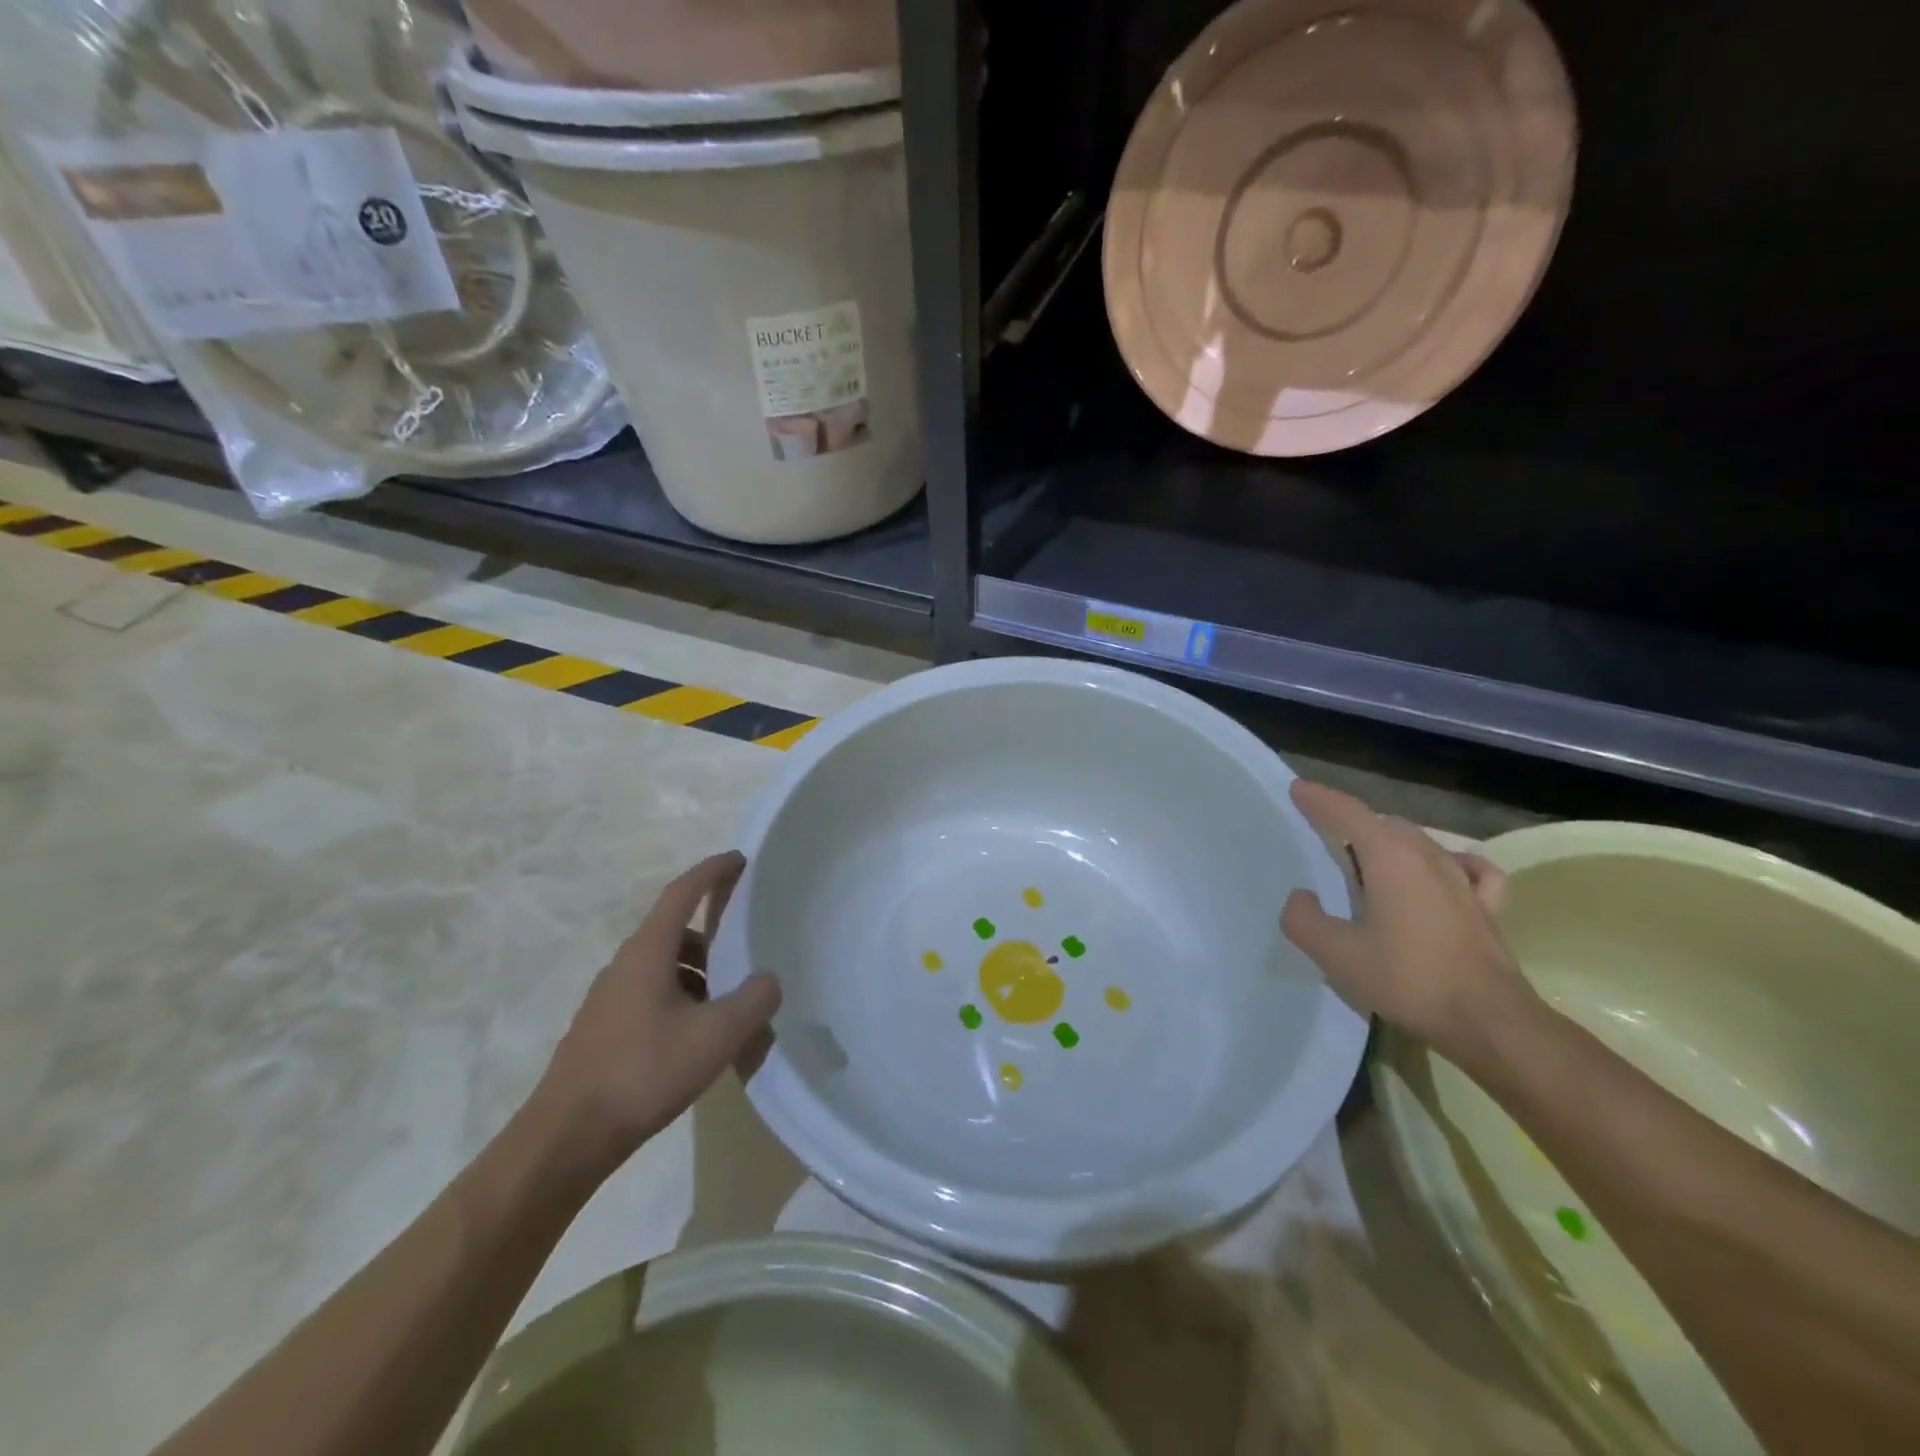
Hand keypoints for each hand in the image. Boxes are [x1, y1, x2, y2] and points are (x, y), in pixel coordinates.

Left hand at [535, 852, 780, 1174]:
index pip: (682, 892)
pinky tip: (698, 1038)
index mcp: (648, 951)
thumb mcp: (716, 1036)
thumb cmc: (644, 1072)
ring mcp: (609, 998)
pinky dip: (681, 999)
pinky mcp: (604, 1029)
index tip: (738, 858)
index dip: (712, 871)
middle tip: (747, 951)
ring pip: (663, 967)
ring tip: (729, 1006)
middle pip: (674, 931)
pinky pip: (651, 995)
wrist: (567, 1138)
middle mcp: (625, 965)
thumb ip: (754, 1000)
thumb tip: (768, 980)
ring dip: (698, 973)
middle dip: (713, 935)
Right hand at [1279, 780, 1537, 1066]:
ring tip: (1370, 859)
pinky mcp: (1487, 906)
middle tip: (1325, 835)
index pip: (1348, 812)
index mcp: (1389, 857)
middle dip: (1352, 822)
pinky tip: (1445, 872)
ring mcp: (1462, 879)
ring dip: (1390, 841)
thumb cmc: (1407, 980)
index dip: (1320, 798)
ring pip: (1420, 841)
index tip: (1298, 789)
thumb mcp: (1335, 954)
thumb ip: (1304, 919)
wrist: (1489, 1022)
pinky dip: (1449, 861)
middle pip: (1383, 823)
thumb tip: (1302, 897)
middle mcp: (1427, 856)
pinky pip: (1468, 867)